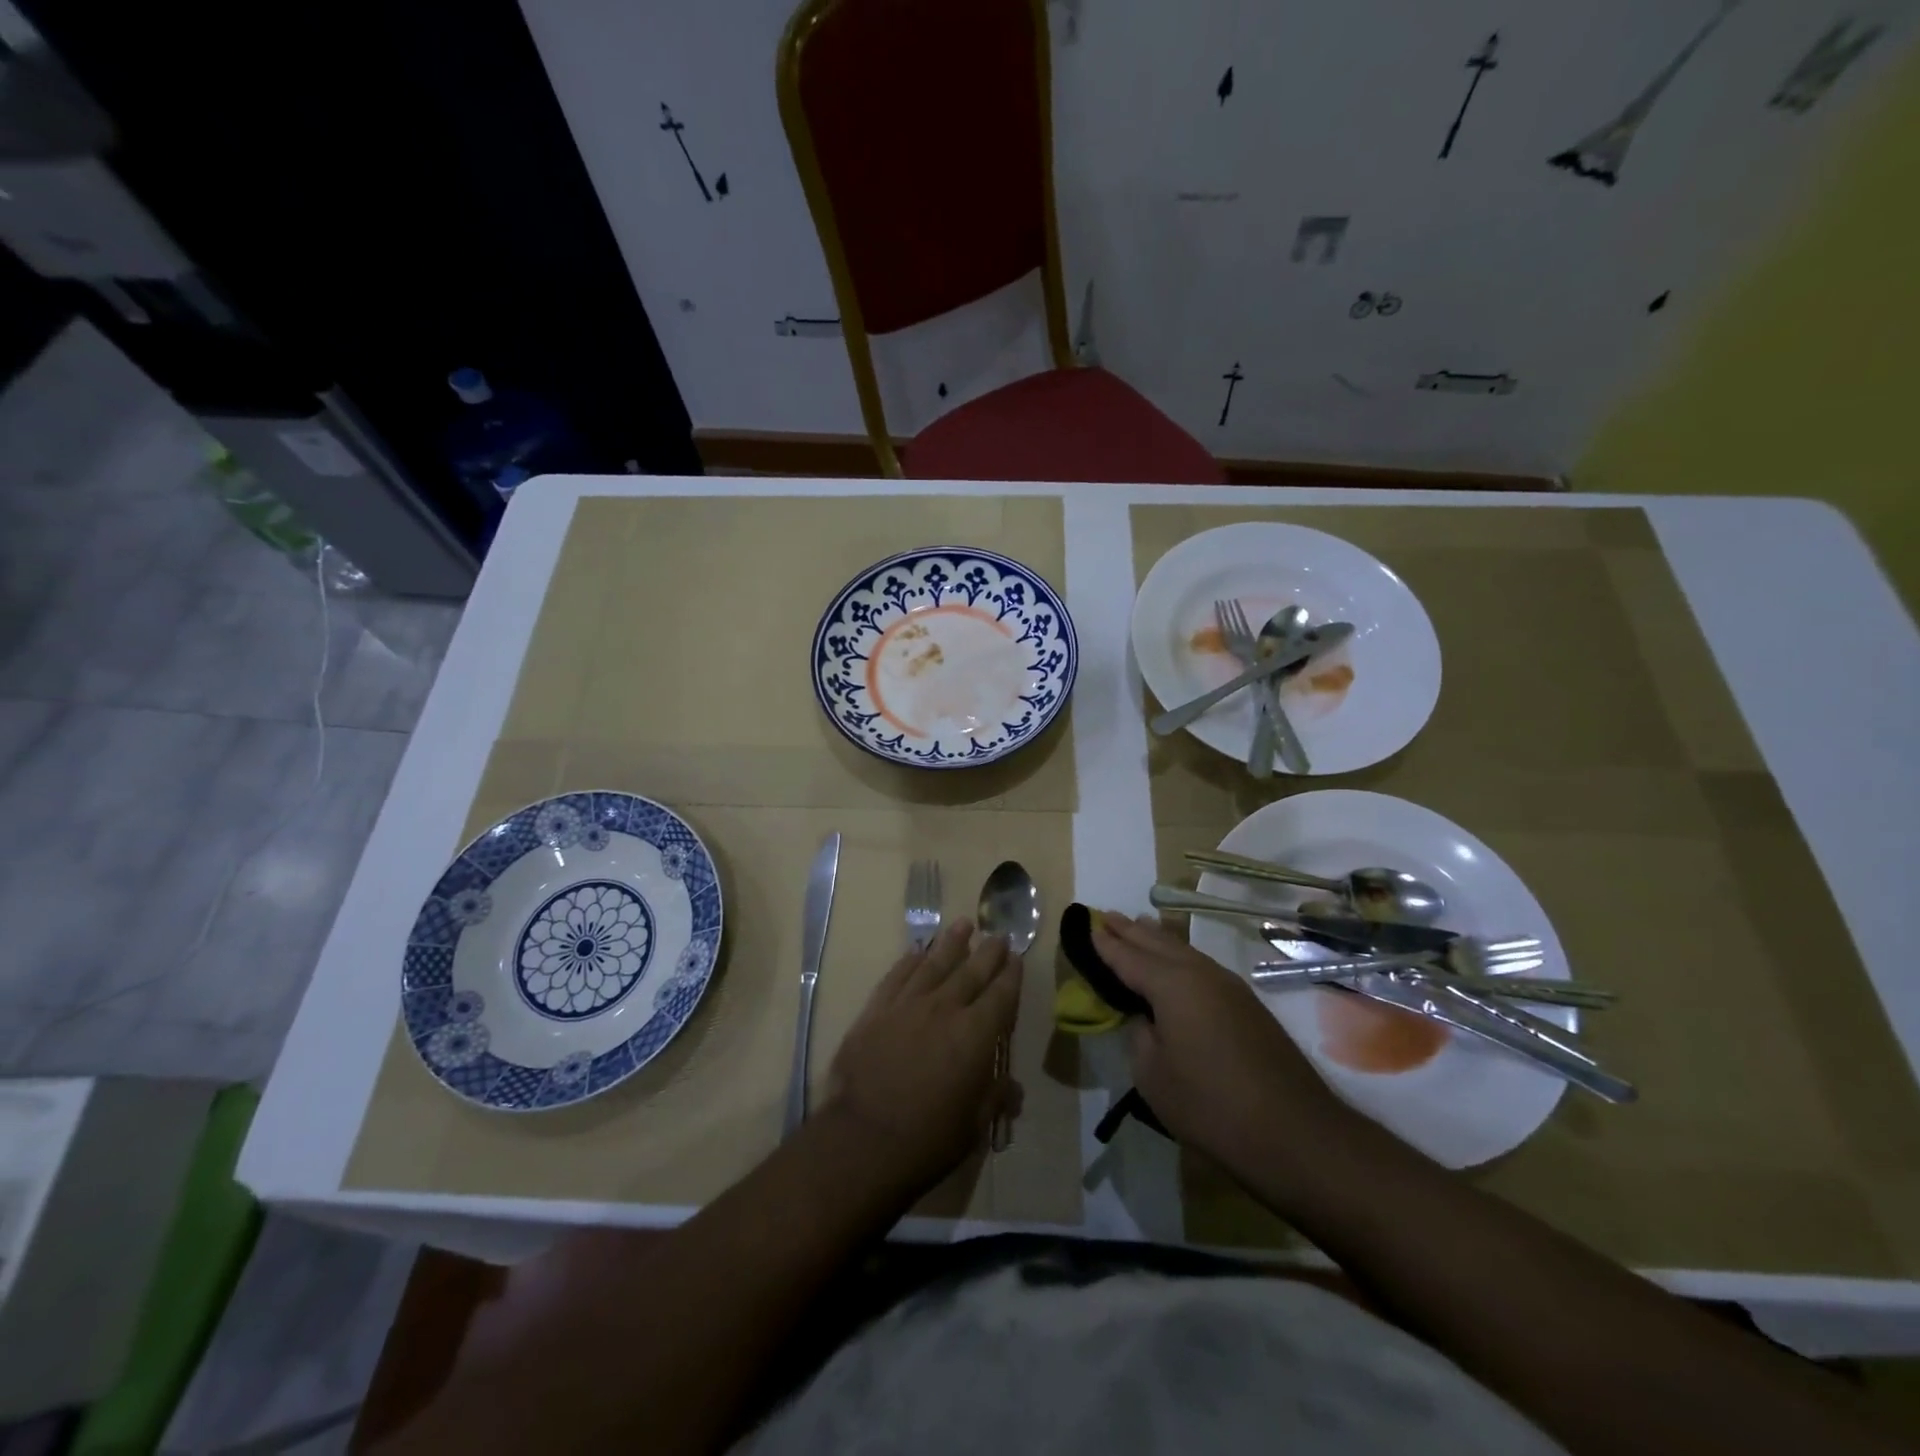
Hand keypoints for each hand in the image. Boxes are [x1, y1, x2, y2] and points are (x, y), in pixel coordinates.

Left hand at [822, 920, 1022, 1198]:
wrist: (862, 1140)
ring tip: (963, 924)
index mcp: (975, 1035)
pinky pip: (897, 976)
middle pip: (971, 972)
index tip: (1017, 958)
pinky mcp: (875, 1010)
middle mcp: (944, 1009)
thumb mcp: (973, 1126)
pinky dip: (909, 961)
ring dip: (950, 943)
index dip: (1011, 976)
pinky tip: (916, 951)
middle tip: (998, 934)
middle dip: (988, 952)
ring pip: (934, 964)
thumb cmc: (927, 1139)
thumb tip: (1014, 1089)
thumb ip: (995, 1098)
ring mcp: (907, 1005)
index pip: (1001, 995)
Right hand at [1093, 912, 1346, 1171]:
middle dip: (1130, 930)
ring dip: (1157, 938)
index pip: (1128, 957)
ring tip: (1138, 925)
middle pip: (1157, 943)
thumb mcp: (1154, 1076)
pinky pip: (1201, 965)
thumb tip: (1148, 1019)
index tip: (1086, 924)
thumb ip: (1140, 1036)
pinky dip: (1179, 956)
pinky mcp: (1248, 1005)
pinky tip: (1176, 961)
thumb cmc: (1211, 1106)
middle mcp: (1200, 974)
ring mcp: (1229, 986)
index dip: (1105, 943)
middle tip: (1106, 915)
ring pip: (1183, 950)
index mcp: (1172, 985)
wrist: (1296, 1133)